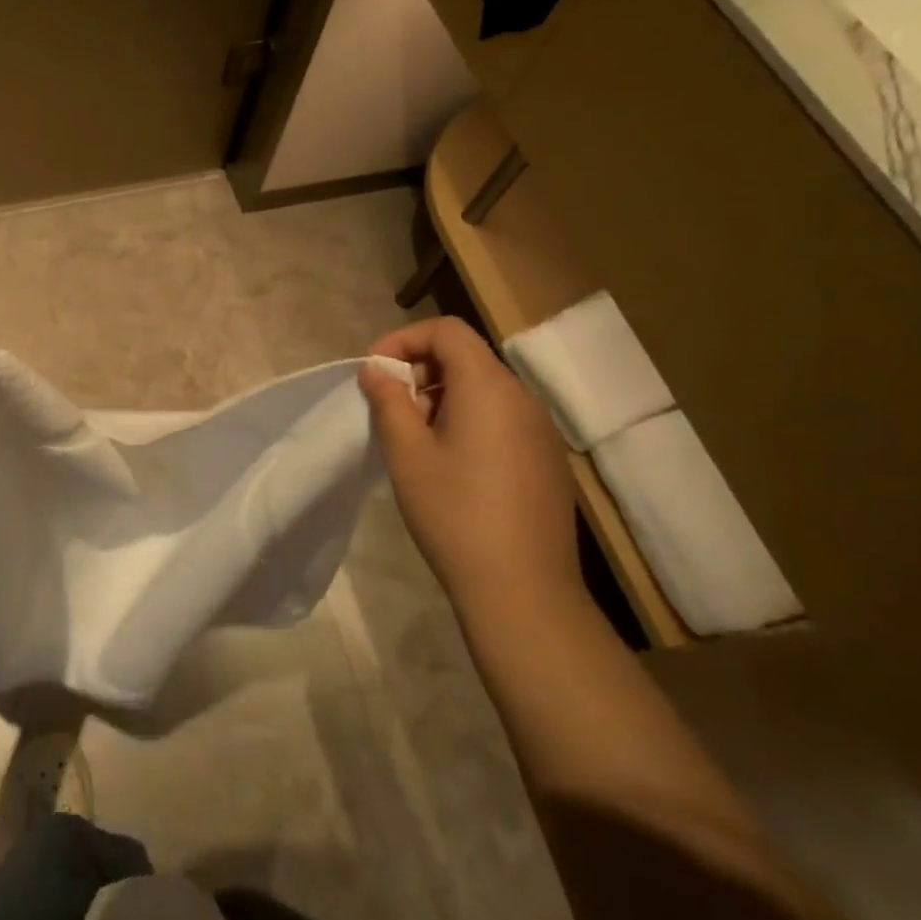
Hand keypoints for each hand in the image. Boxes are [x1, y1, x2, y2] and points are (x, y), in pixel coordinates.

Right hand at [358, 317, 579, 614]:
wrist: (522, 589)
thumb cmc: (454, 513)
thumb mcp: (407, 453)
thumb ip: (389, 402)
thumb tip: (377, 371)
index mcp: (488, 388)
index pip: (447, 330)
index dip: (404, 340)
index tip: (374, 374)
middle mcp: (521, 398)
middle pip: (466, 357)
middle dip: (419, 371)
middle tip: (390, 411)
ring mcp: (539, 430)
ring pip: (483, 388)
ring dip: (440, 397)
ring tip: (415, 441)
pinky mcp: (545, 459)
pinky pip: (501, 418)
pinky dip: (466, 420)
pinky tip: (450, 465)